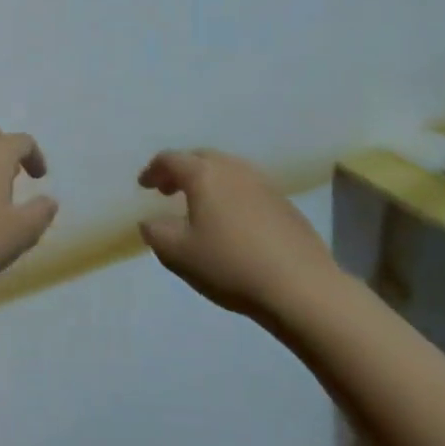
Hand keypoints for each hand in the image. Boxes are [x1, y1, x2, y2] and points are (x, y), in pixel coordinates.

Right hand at [137, 149, 336, 318]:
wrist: (301, 287)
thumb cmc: (230, 265)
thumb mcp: (178, 254)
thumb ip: (156, 233)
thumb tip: (151, 221)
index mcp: (204, 175)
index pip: (171, 159)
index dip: (153, 170)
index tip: (143, 186)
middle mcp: (234, 169)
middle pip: (201, 158)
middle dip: (180, 171)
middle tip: (168, 190)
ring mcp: (264, 184)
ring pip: (228, 170)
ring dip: (208, 181)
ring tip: (200, 205)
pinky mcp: (285, 203)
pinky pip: (248, 187)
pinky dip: (231, 194)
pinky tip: (232, 222)